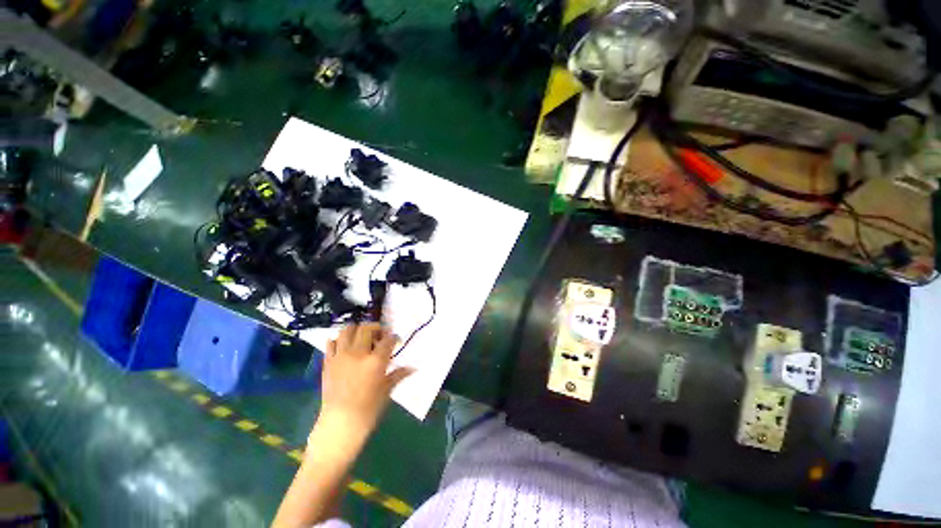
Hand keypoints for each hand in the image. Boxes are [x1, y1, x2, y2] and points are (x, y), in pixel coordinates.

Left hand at [317, 323, 412, 440]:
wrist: (340, 424)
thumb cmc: (368, 409)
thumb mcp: (387, 390)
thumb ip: (398, 374)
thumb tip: (413, 368)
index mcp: (375, 360)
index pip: (388, 339)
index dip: (394, 337)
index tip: (395, 341)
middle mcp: (358, 353)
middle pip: (367, 328)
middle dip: (376, 328)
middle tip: (379, 337)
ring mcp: (341, 356)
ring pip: (347, 330)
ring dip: (356, 330)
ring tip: (361, 338)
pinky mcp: (328, 362)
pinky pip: (331, 343)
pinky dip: (338, 340)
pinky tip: (345, 346)